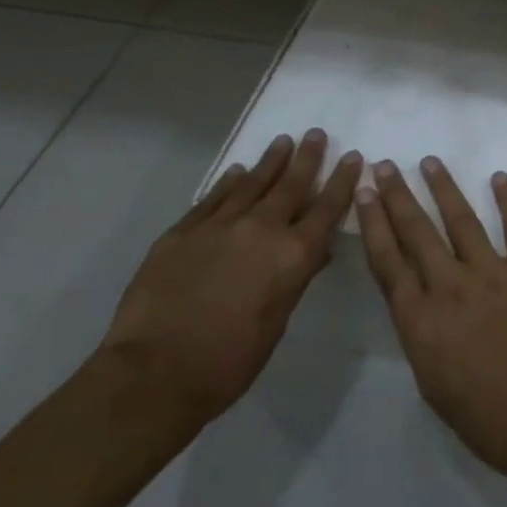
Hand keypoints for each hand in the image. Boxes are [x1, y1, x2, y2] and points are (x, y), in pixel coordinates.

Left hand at [99, 130, 361, 435]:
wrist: (154, 373)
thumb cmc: (229, 362)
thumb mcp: (277, 324)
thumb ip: (294, 280)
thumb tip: (314, 252)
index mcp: (292, 255)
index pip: (327, 209)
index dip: (342, 181)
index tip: (352, 157)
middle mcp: (261, 230)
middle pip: (291, 185)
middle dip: (307, 158)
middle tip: (316, 134)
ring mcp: (219, 226)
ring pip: (251, 183)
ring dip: (270, 161)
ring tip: (283, 141)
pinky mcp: (183, 232)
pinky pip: (213, 199)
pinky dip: (229, 183)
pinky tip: (236, 172)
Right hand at [355, 158, 506, 496]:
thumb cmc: (485, 418)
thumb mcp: (432, 384)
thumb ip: (422, 336)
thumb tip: (421, 307)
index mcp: (420, 320)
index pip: (388, 261)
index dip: (374, 224)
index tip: (364, 194)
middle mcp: (450, 286)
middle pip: (417, 232)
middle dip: (398, 196)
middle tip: (385, 166)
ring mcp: (492, 272)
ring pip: (461, 220)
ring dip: (443, 188)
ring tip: (430, 162)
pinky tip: (499, 177)